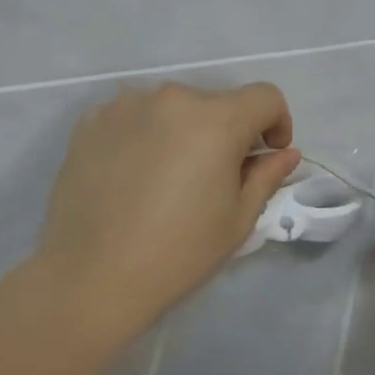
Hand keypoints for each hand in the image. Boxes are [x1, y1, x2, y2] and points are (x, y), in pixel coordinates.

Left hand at [39, 81, 301, 328]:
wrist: (91, 276)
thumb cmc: (178, 253)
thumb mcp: (237, 220)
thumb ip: (266, 176)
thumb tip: (285, 154)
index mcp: (216, 120)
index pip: (264, 97)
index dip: (277, 123)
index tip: (268, 156)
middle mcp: (171, 99)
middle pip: (216, 103)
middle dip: (228, 132)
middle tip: (216, 178)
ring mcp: (125, 106)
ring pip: (172, 109)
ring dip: (184, 132)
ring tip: (169, 179)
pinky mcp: (90, 122)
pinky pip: (134, 118)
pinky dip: (145, 137)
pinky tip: (133, 178)